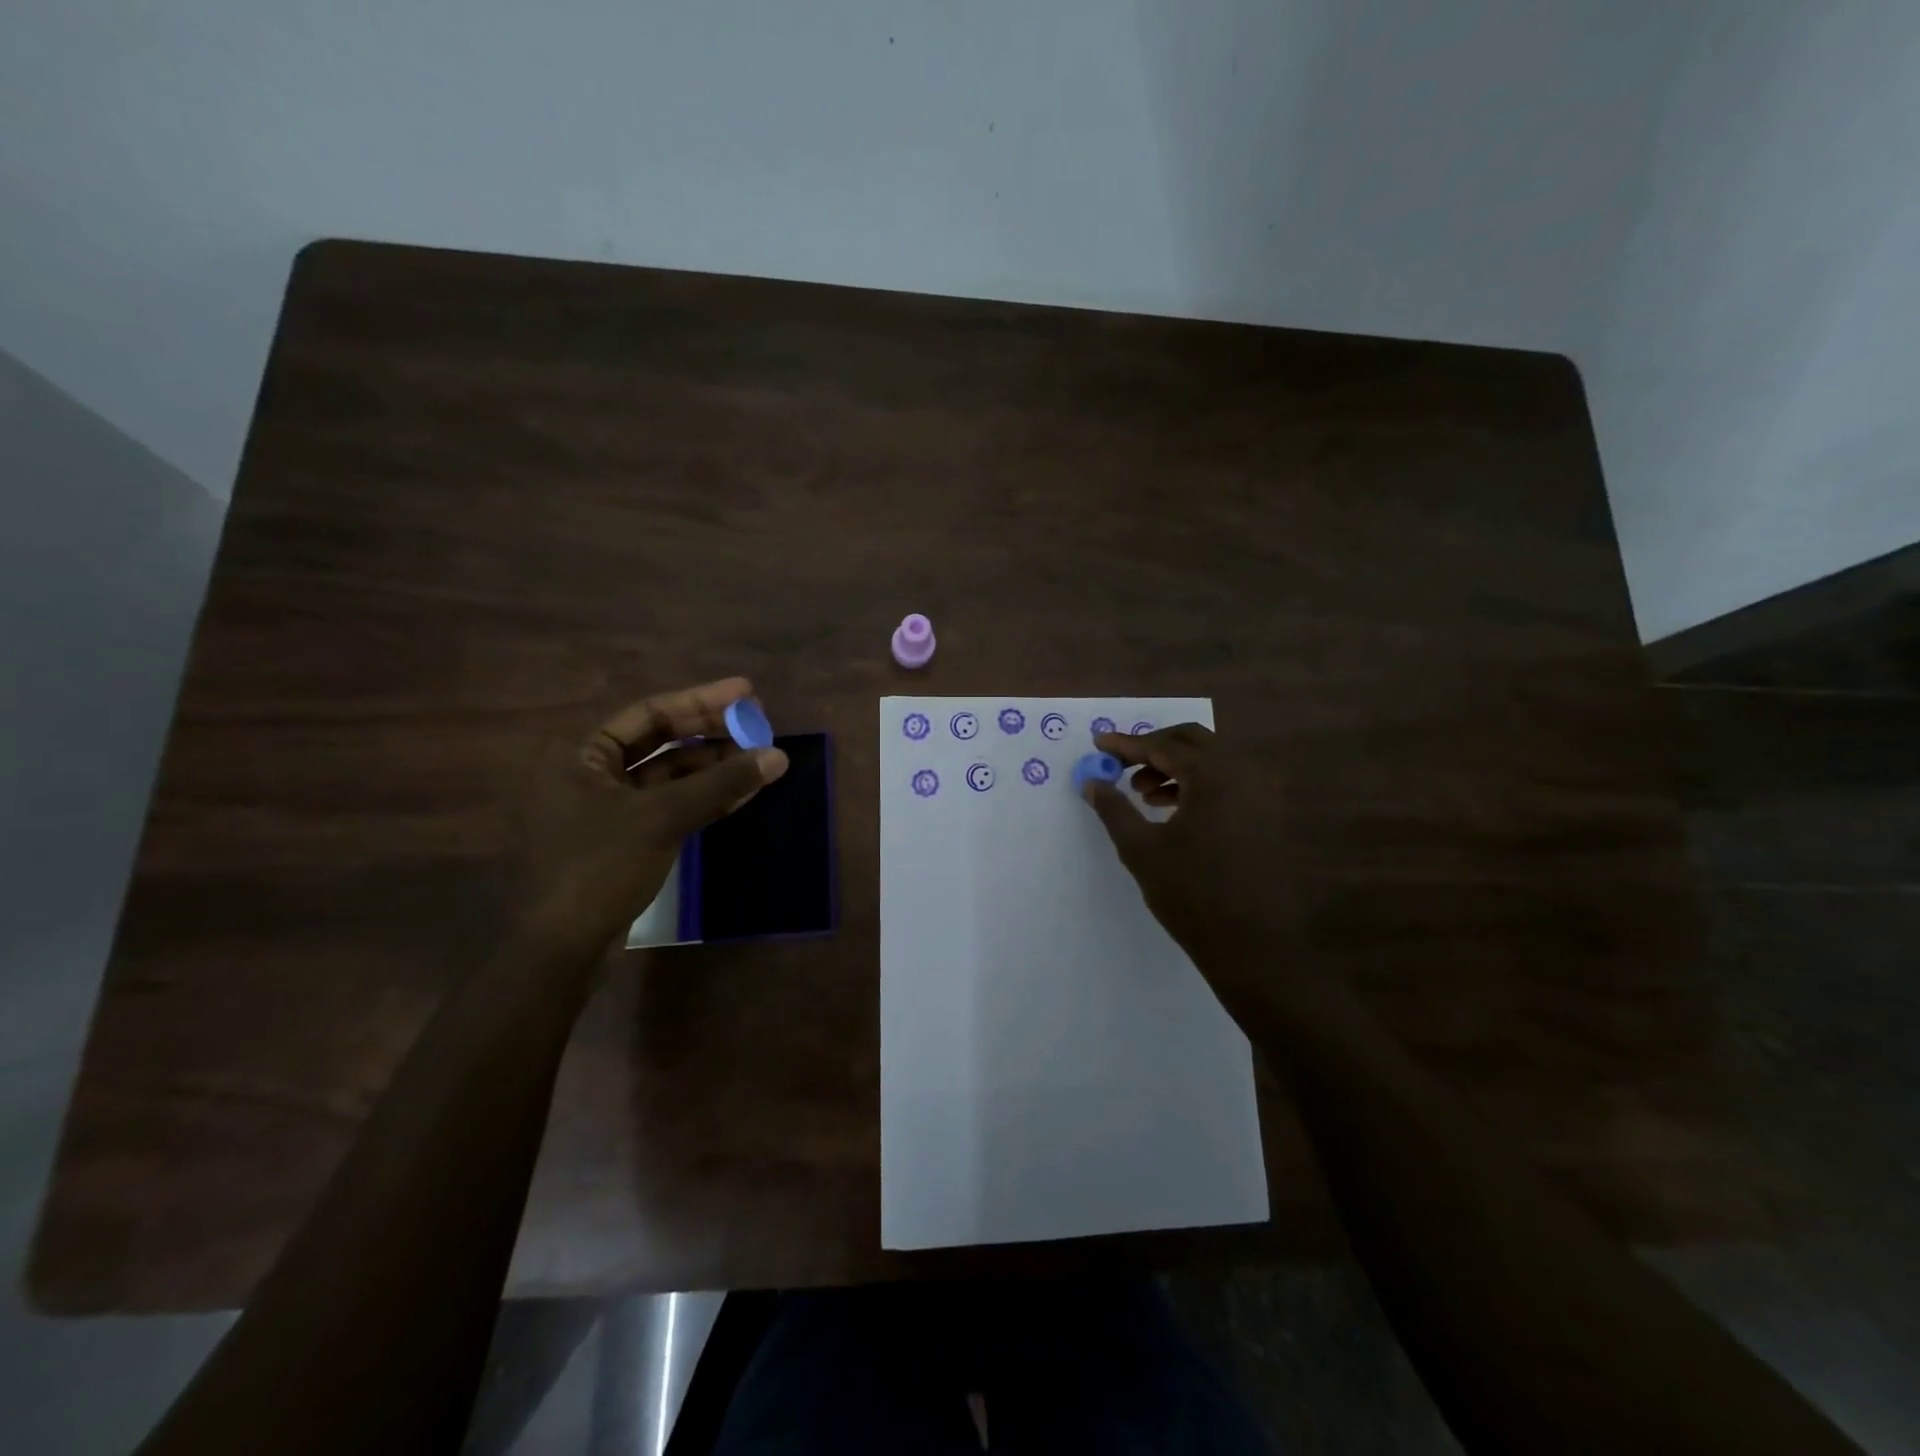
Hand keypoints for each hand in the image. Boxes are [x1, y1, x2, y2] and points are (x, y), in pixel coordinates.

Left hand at [518, 678, 787, 953]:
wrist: (562, 946)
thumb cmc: (600, 867)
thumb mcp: (664, 818)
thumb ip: (721, 783)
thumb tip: (778, 756)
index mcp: (585, 756)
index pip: (650, 713)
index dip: (700, 701)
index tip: (744, 693)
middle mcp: (595, 775)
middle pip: (662, 741)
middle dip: (711, 732)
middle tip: (757, 722)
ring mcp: (613, 810)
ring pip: (672, 776)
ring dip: (714, 767)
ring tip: (759, 758)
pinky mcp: (629, 840)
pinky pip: (673, 806)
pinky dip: (705, 798)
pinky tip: (742, 793)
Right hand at [1082, 724, 1303, 1017]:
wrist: (1253, 946)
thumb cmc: (1191, 895)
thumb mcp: (1142, 849)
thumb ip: (1114, 809)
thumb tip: (1091, 782)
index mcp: (1214, 775)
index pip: (1163, 746)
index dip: (1126, 744)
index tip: (1098, 743)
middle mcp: (1244, 772)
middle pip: (1192, 741)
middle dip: (1153, 748)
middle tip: (1121, 764)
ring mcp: (1262, 792)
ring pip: (1212, 761)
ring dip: (1175, 767)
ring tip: (1143, 793)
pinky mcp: (1269, 813)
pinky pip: (1228, 781)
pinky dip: (1198, 784)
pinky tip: (1173, 809)